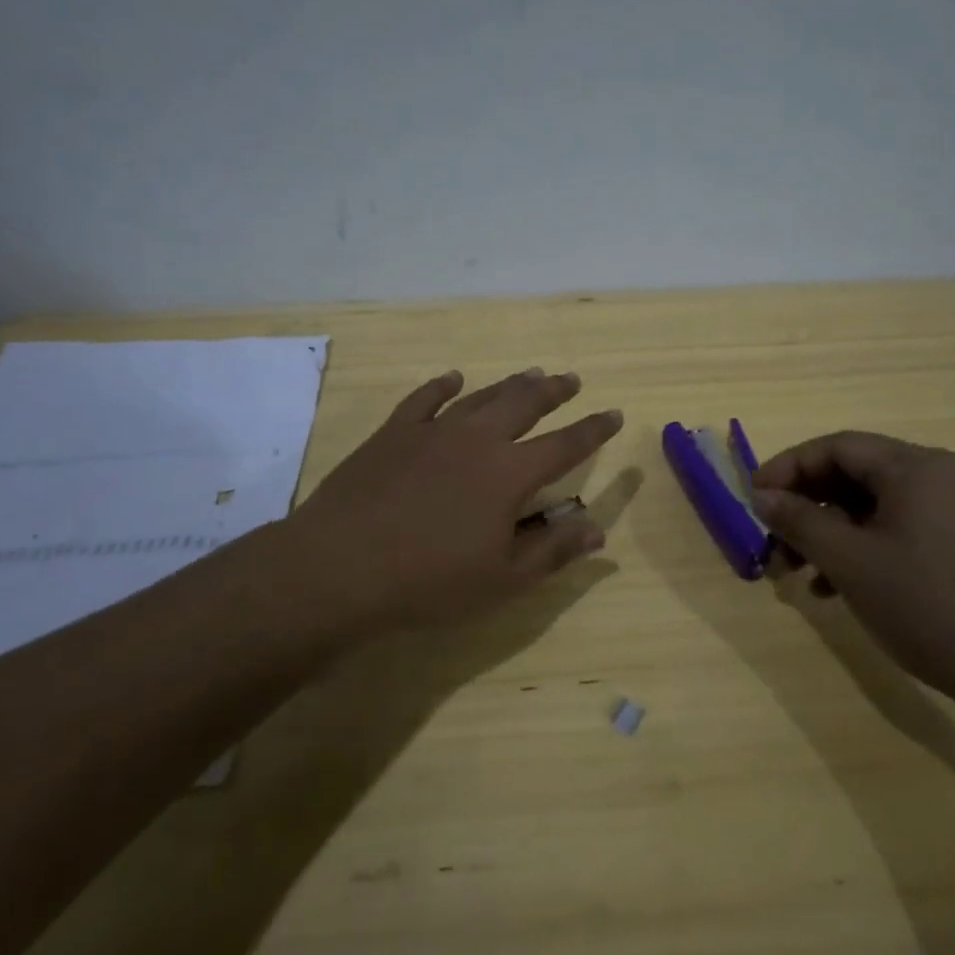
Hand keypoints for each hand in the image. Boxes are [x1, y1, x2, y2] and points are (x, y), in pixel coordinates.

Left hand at [284, 368, 623, 633]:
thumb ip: (553, 550)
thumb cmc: (429, 581)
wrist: (341, 565)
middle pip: (525, 405)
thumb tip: (598, 528)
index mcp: (510, 474)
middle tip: (570, 379)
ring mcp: (433, 430)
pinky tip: (453, 378)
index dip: (593, 429)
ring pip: (482, 397)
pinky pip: (425, 399)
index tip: (613, 412)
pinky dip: (443, 386)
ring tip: (530, 373)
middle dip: (553, 391)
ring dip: (509, 384)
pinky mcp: (394, 433)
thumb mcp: (502, 579)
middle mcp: (477, 440)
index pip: (565, 444)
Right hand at [750, 432, 954, 719]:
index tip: (754, 500)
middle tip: (774, 544)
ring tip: (801, 574)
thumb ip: (800, 522)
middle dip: (807, 507)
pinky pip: (902, 530)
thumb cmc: (932, 607)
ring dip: (832, 533)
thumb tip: (763, 496)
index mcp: (914, 467)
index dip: (788, 468)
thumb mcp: (852, 563)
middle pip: (855, 475)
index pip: (836, 446)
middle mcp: (940, 476)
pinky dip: (865, 549)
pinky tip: (841, 589)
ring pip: (876, 507)